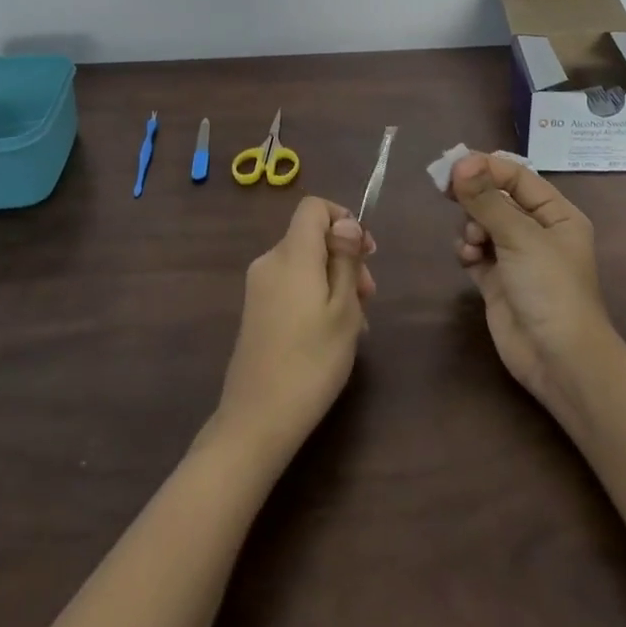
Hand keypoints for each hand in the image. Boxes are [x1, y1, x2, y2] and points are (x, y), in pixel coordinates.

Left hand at [206, 197, 375, 469]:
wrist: (258, 418)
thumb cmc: (311, 362)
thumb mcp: (344, 310)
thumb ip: (345, 260)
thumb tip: (346, 222)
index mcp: (291, 255)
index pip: (313, 208)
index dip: (342, 219)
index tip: (366, 252)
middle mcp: (270, 261)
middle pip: (311, 237)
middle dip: (344, 257)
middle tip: (369, 296)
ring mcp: (258, 287)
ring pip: (304, 264)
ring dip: (333, 280)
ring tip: (356, 322)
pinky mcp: (256, 310)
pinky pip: (291, 285)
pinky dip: (315, 296)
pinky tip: (332, 333)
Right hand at [450, 153, 613, 424]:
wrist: (559, 360)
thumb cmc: (550, 288)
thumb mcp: (520, 237)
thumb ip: (486, 199)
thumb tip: (460, 162)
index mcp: (556, 214)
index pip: (517, 177)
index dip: (486, 167)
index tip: (453, 167)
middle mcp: (537, 231)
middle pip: (496, 198)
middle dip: (474, 196)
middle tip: (447, 192)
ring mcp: (516, 257)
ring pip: (481, 223)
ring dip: (470, 226)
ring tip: (473, 242)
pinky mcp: (497, 281)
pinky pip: (475, 251)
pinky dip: (467, 250)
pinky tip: (467, 258)